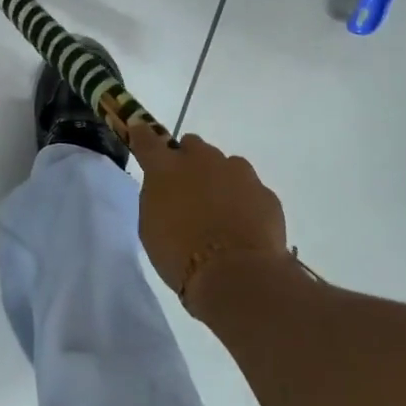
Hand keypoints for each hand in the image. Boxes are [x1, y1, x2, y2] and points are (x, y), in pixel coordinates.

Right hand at [127, 125, 290, 310]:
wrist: (236, 274)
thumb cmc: (180, 255)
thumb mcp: (151, 227)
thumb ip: (157, 197)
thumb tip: (166, 187)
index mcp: (167, 168)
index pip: (148, 140)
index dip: (143, 135)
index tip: (140, 131)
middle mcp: (203, 159)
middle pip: (193, 146)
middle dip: (189, 161)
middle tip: (188, 190)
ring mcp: (238, 172)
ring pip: (225, 165)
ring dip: (219, 180)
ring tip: (220, 214)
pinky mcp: (265, 192)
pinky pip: (250, 190)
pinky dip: (244, 202)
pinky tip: (243, 228)